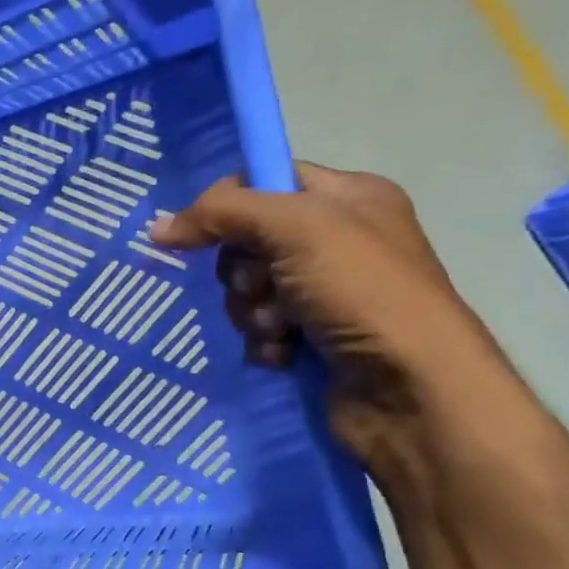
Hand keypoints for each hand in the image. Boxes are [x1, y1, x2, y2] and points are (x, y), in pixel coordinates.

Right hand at [152, 163, 507, 466]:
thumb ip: (224, 214)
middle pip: (246, 240)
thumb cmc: (362, 292)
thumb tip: (158, 228)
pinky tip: (285, 353)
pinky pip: (258, 327)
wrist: (410, 390)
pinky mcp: (311, 336)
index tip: (204, 232)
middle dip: (242, 271)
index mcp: (347, 197)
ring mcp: (324, 291)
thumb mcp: (296, 229)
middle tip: (264, 286)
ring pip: (246, 289)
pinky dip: (264, 341)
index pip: (265, 179)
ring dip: (251, 311)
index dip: (228, 204)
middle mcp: (336, 239)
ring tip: (281, 329)